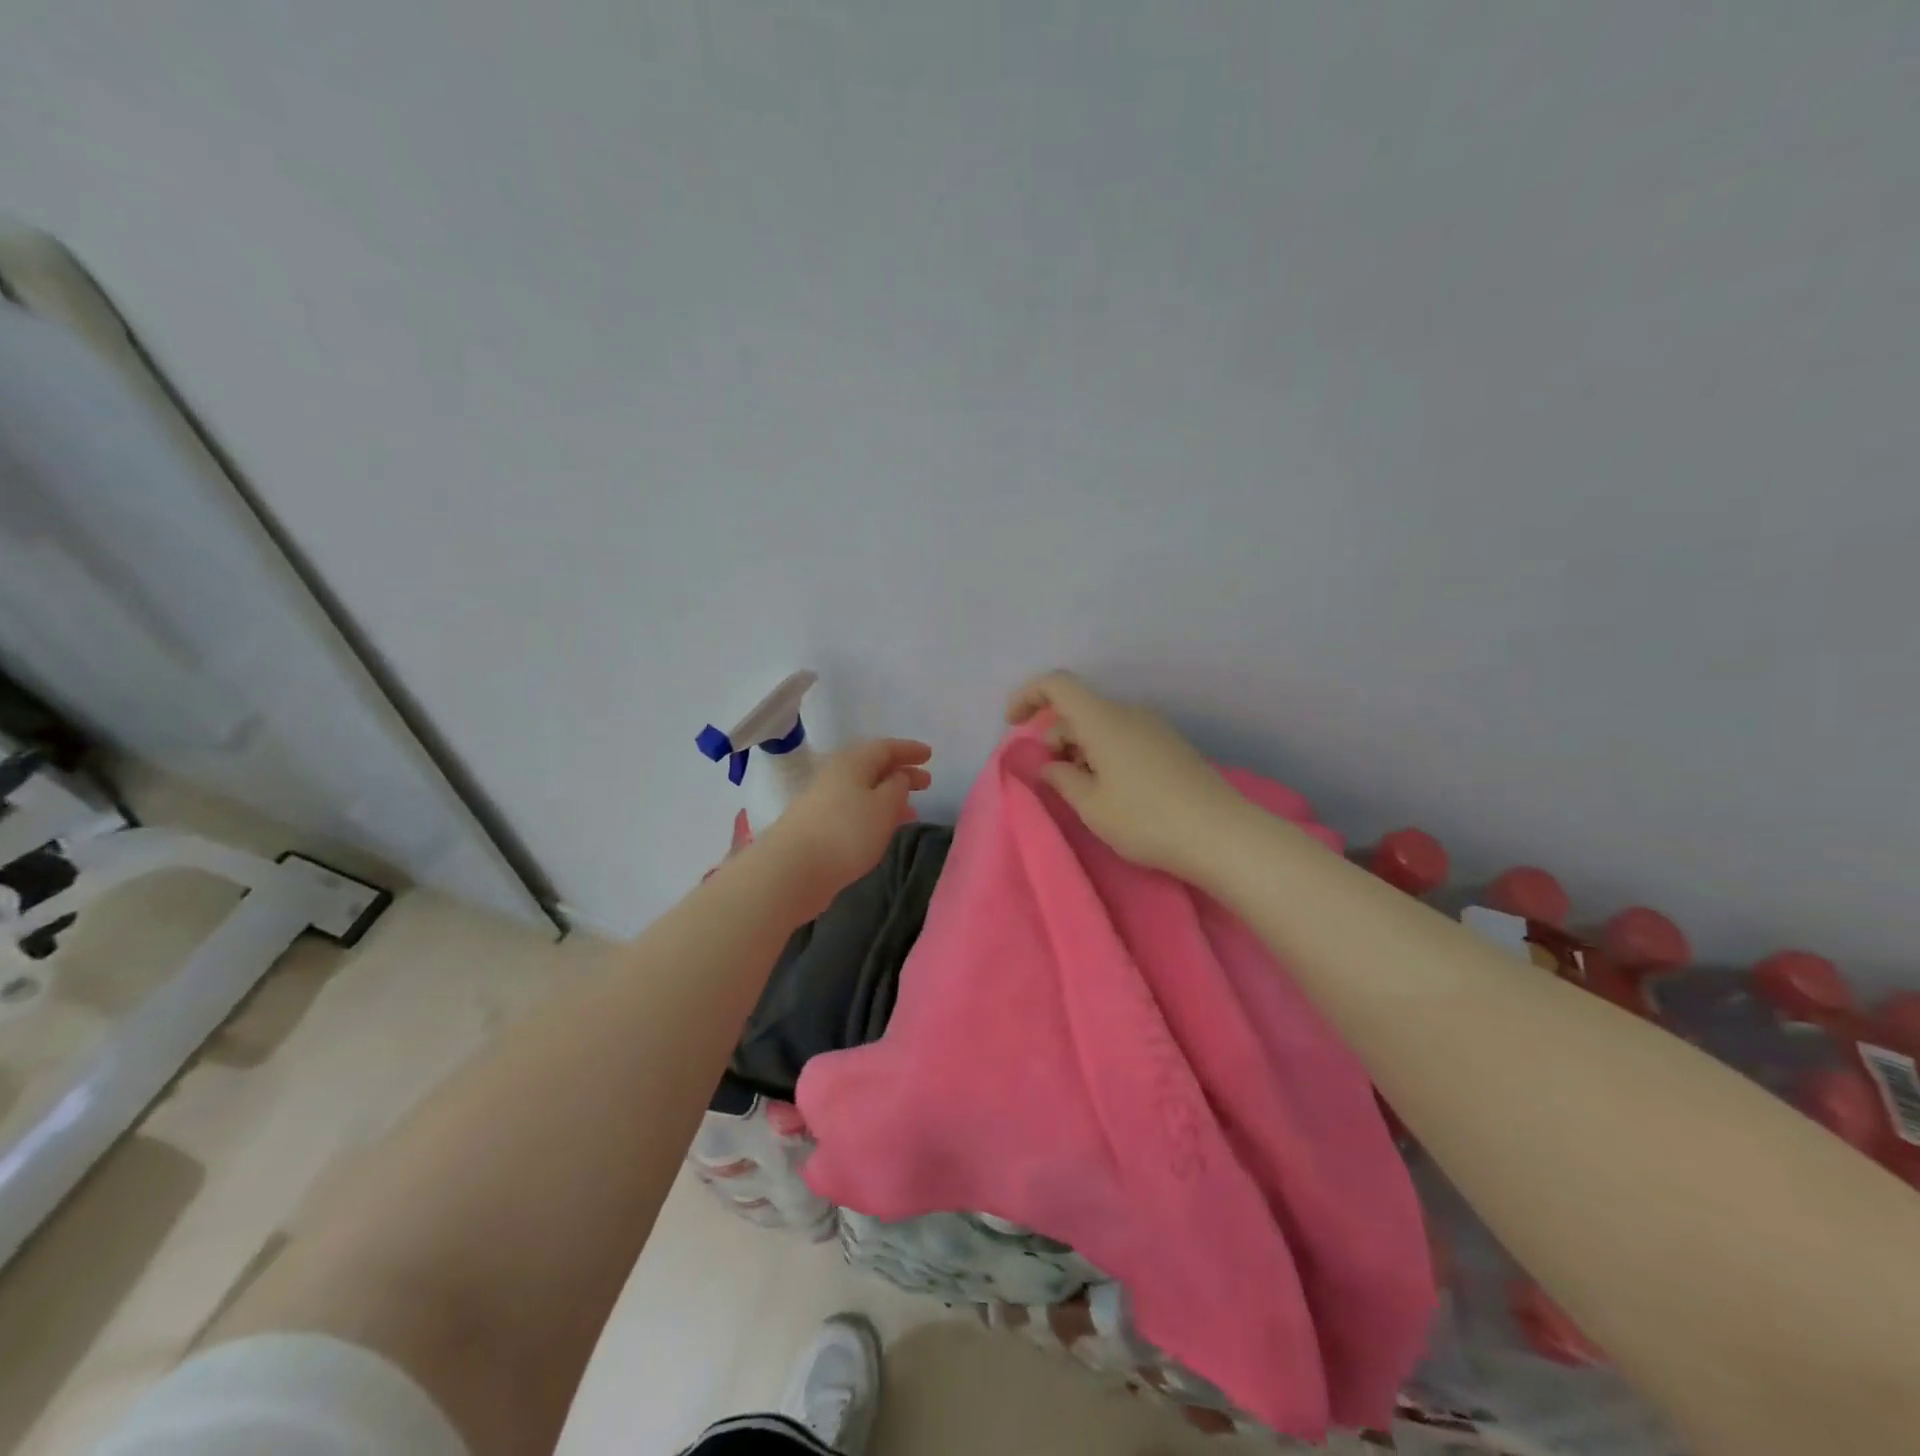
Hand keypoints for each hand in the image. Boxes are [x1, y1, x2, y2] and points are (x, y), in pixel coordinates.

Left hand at [755, 738, 932, 920]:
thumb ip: (897, 787)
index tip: (930, 755)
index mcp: (852, 762)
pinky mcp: (817, 827)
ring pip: (863, 791)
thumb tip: (898, 776)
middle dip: (901, 773)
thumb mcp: (884, 806)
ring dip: (888, 797)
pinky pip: (854, 810)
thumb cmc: (846, 832)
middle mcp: (835, 776)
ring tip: (911, 810)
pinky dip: (874, 814)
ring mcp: (823, 802)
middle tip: (926, 783)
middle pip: (873, 768)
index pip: (885, 747)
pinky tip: (883, 829)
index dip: (909, 750)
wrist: (792, 870)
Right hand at [1007, 672, 1248, 880]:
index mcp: (1103, 719)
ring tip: (1082, 793)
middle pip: (1079, 710)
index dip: (1028, 696)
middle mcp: (1129, 713)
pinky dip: (1104, 754)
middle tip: (1051, 780)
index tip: (1012, 724)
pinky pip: (1124, 737)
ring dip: (1080, 750)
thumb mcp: (1091, 806)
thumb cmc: (1146, 820)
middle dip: (1054, 737)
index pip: (1057, 685)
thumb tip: (1050, 764)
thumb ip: (1061, 778)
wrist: (1221, 835)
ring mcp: (1154, 728)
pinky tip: (1111, 792)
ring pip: (1102, 726)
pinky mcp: (1170, 746)